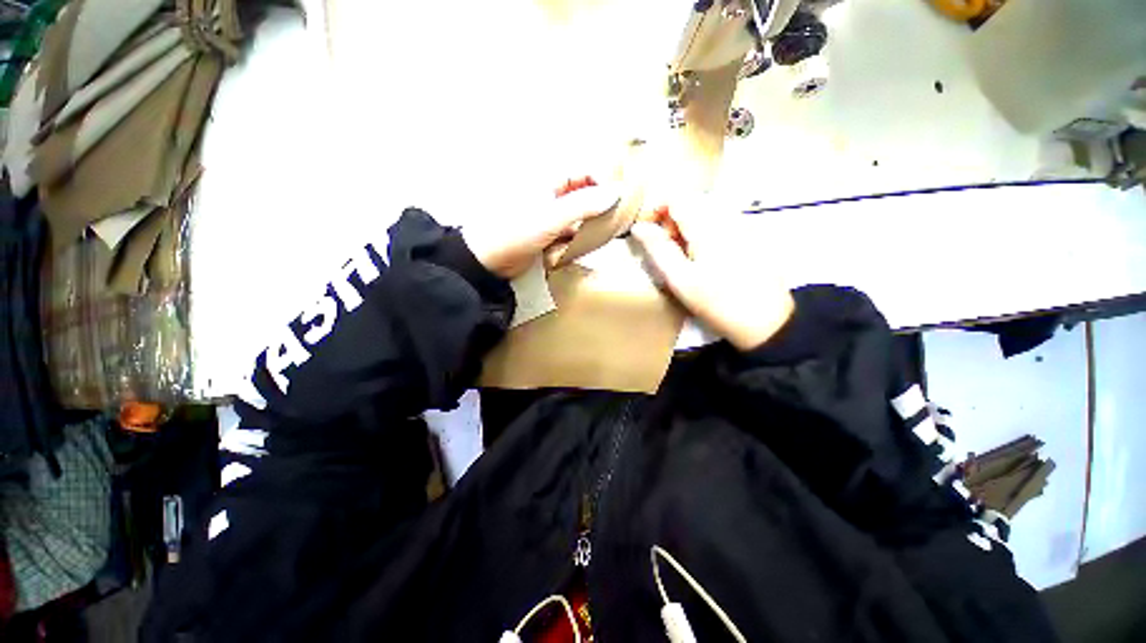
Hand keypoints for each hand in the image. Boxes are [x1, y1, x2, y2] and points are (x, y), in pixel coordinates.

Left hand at [464, 176, 619, 278]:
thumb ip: (584, 205)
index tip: (621, 200)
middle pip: (585, 194)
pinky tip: (584, 246)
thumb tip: (616, 193)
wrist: (488, 261)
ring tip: (604, 235)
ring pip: (580, 216)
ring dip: (590, 226)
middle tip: (617, 221)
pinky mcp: (549, 235)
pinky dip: (578, 240)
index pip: (585, 172)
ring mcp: (551, 216)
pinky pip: (571, 233)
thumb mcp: (551, 217)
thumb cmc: (514, 231)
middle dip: (600, 207)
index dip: (604, 181)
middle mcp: (552, 194)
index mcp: (549, 180)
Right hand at [630, 204, 794, 350]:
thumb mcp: (680, 279)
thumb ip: (658, 249)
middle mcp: (726, 216)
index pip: (675, 197)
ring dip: (687, 229)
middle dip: (671, 222)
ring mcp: (742, 224)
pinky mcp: (750, 235)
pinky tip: (706, 259)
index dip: (656, 210)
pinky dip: (704, 234)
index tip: (648, 234)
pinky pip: (719, 223)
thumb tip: (638, 226)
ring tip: (685, 259)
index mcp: (707, 225)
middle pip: (690, 203)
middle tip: (667, 253)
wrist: (766, 321)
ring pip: (704, 213)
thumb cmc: (717, 302)